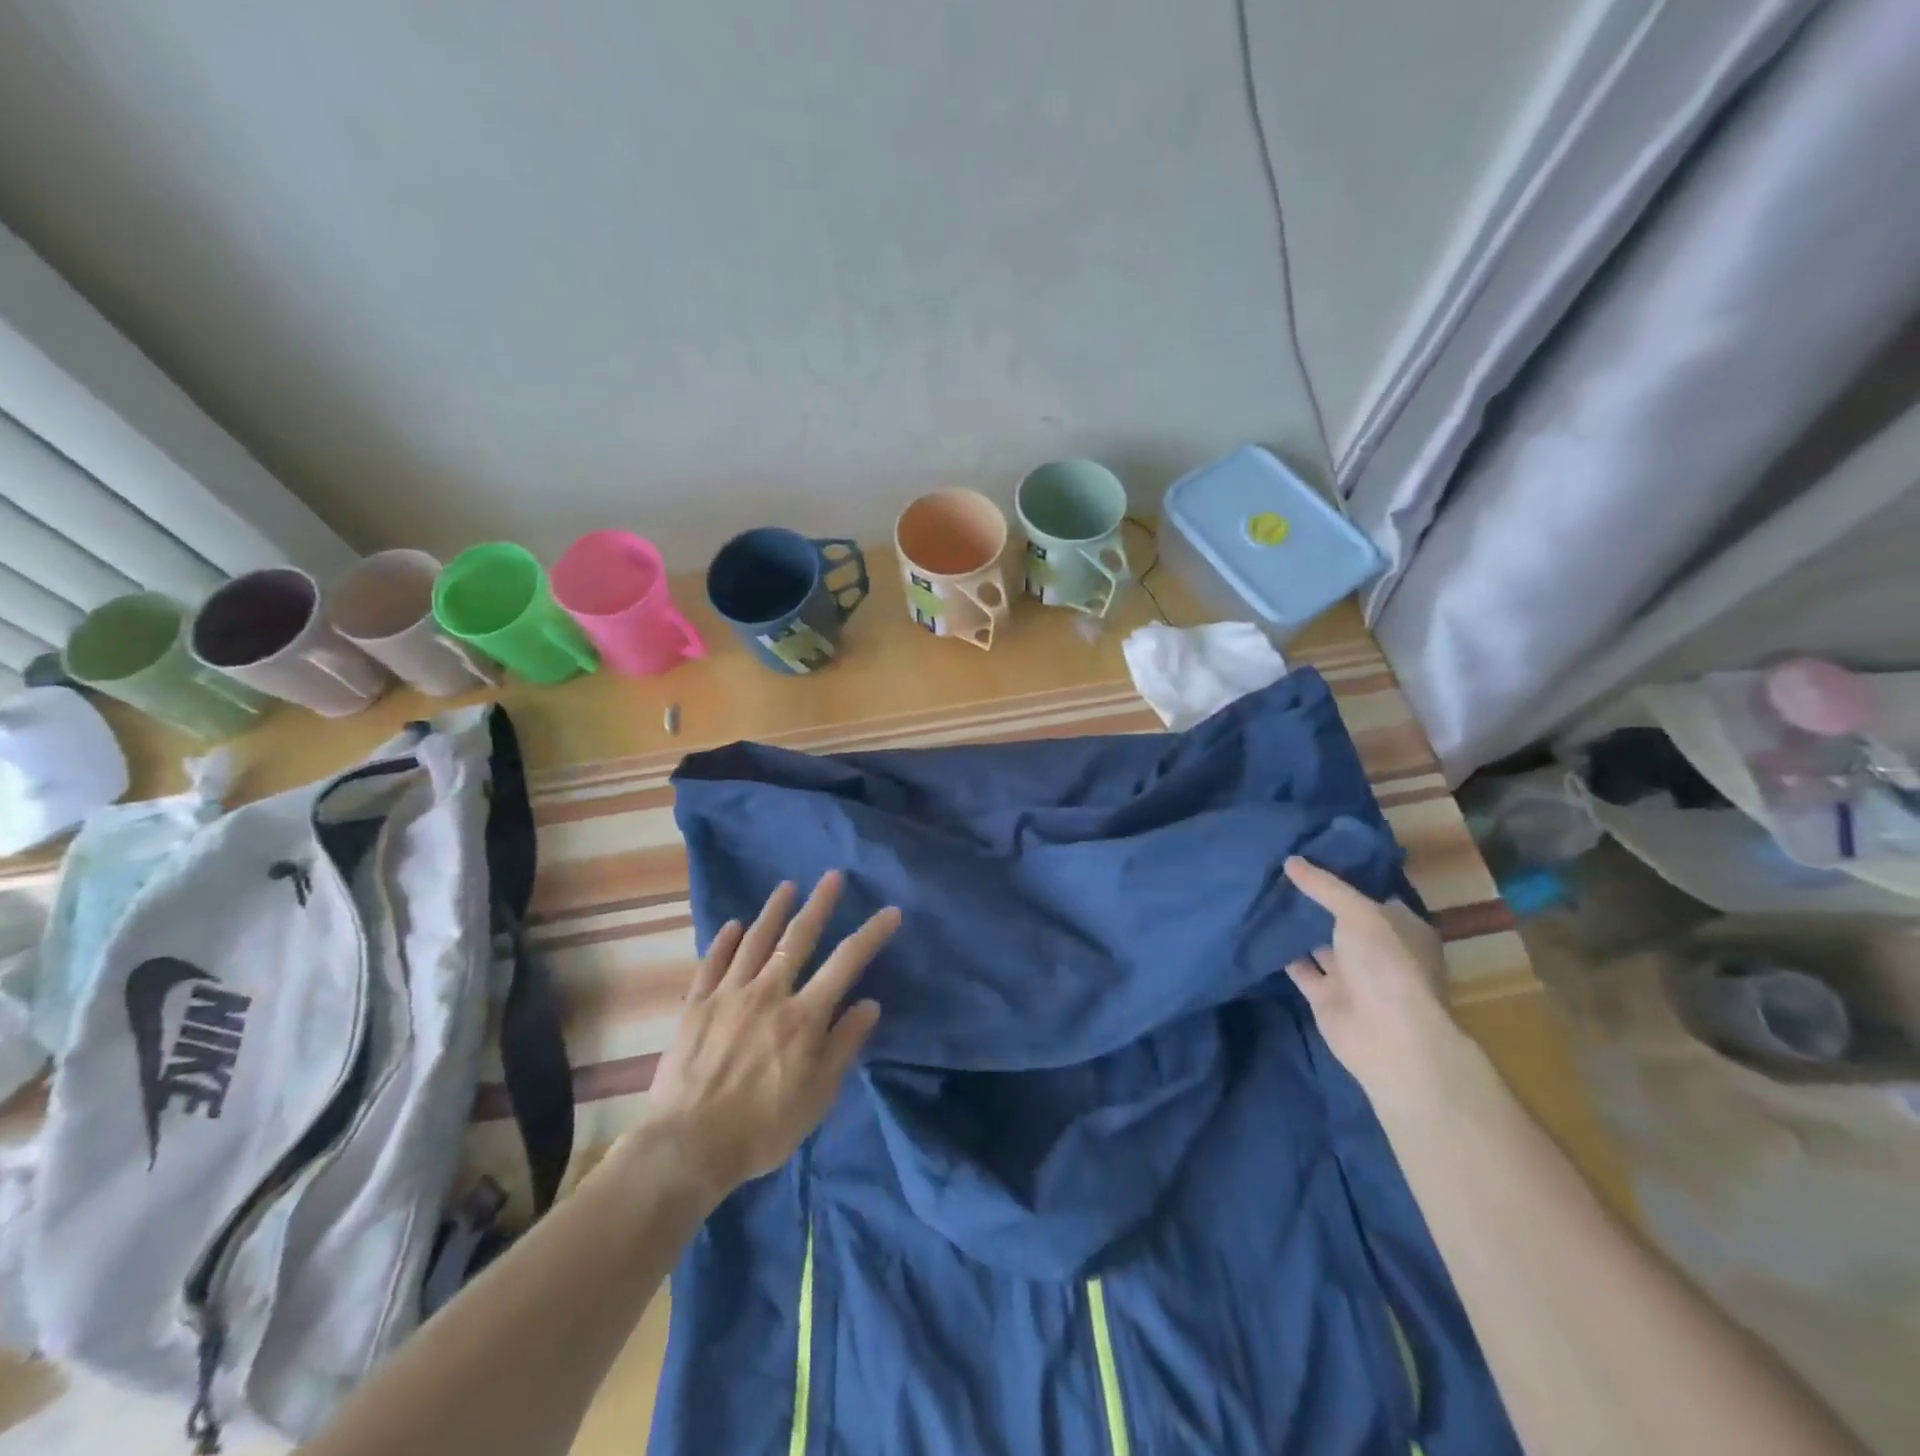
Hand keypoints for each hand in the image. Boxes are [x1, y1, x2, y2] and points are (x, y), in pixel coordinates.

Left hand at [642, 871, 900, 1199]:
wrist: (687, 1146)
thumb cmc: (762, 1128)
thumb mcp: (817, 1096)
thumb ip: (843, 1045)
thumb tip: (869, 1004)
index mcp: (803, 1016)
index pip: (846, 963)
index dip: (871, 934)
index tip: (890, 911)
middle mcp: (769, 993)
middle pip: (798, 938)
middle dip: (820, 904)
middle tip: (832, 876)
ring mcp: (729, 995)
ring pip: (755, 941)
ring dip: (773, 911)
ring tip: (786, 887)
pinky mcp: (696, 1005)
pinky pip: (713, 963)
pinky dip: (725, 941)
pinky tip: (734, 925)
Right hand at [1283, 857, 1473, 1111]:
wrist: (1387, 1038)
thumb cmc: (1386, 965)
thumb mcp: (1359, 913)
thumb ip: (1324, 886)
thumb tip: (1290, 860)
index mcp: (1401, 927)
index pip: (1371, 892)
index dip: (1343, 873)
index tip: (1310, 852)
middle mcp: (1378, 949)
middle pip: (1341, 917)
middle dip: (1314, 898)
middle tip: (1277, 868)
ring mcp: (1351, 974)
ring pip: (1318, 941)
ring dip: (1295, 924)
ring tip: (1262, 891)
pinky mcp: (1325, 995)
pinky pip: (1300, 967)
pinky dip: (1282, 952)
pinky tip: (1258, 928)